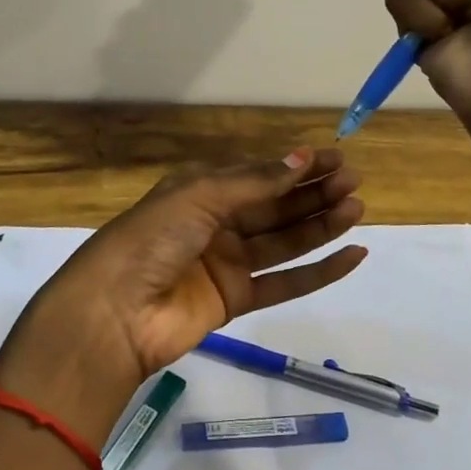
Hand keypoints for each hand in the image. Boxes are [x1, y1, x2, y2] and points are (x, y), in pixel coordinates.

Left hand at [0, 149, 367, 432]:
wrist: (114, 312)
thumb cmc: (152, 238)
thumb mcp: (200, 196)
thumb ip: (255, 183)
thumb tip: (303, 157)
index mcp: (201, 190)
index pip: (259, 174)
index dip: (296, 166)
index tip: (336, 158)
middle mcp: (216, 223)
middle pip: (275, 206)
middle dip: (313, 193)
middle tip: (353, 183)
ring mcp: (226, 263)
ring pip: (284, 241)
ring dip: (320, 226)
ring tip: (357, 210)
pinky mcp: (235, 301)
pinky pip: (284, 283)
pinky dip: (318, 271)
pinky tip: (350, 256)